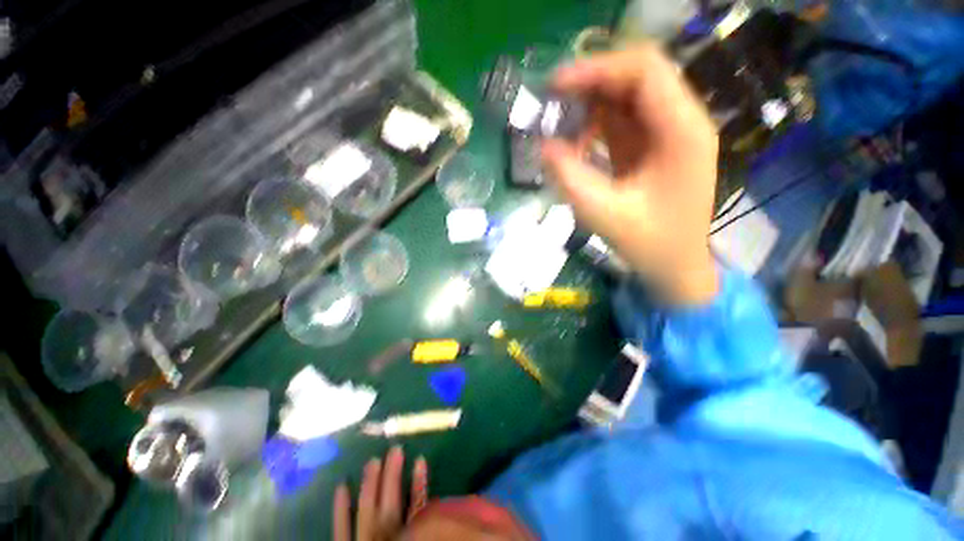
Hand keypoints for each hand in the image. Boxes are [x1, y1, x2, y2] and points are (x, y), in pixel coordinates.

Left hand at [333, 447, 428, 540]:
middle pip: (391, 502)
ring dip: (371, 483)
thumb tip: (436, 507)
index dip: (419, 483)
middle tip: (395, 448)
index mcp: (406, 534)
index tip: (420, 459)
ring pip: (368, 509)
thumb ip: (421, 518)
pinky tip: (341, 486)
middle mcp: (386, 534)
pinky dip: (340, 508)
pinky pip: (341, 527)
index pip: (416, 506)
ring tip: (373, 459)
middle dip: (393, 475)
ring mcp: (363, 539)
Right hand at [542, 44, 719, 304]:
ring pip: (627, 97)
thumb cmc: (649, 244)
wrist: (675, 265)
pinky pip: (622, 121)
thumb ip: (571, 179)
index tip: (555, 85)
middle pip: (636, 77)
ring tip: (559, 125)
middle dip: (591, 83)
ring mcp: (667, 133)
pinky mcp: (652, 147)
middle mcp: (680, 122)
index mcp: (682, 132)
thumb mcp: (605, 215)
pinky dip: (595, 125)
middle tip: (551, 100)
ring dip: (591, 105)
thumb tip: (542, 147)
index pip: (644, 71)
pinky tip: (577, 144)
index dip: (597, 69)